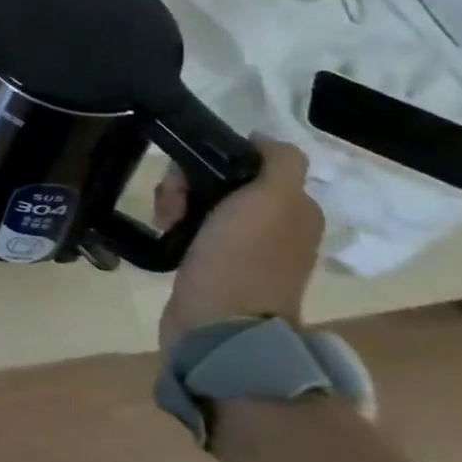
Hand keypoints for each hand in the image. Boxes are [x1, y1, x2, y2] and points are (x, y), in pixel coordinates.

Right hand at [155, 137, 323, 351]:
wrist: (218, 323)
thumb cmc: (242, 258)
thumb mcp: (273, 200)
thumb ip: (279, 161)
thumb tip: (259, 137)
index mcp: (296, 209)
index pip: (251, 160)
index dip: (218, 157)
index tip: (193, 168)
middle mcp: (276, 226)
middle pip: (221, 179)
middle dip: (189, 181)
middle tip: (173, 201)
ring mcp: (244, 247)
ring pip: (201, 200)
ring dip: (176, 200)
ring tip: (165, 218)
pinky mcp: (213, 263)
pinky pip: (190, 224)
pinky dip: (174, 222)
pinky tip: (166, 229)